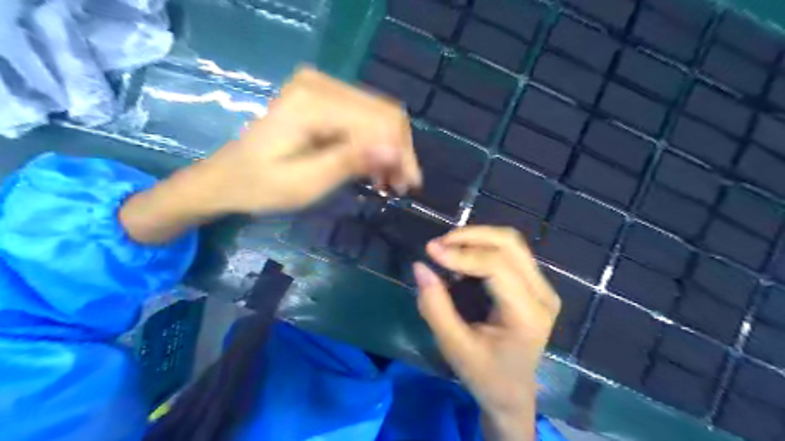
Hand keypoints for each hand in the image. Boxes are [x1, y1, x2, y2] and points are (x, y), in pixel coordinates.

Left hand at [201, 65, 422, 213]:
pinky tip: (374, 166)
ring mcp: (320, 86)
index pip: (378, 120)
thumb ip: (350, 162)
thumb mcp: (306, 183)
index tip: (408, 185)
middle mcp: (320, 84)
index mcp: (312, 103)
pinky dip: (373, 142)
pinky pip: (362, 116)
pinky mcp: (321, 97)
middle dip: (398, 151)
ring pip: (377, 114)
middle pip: (382, 113)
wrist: (226, 178)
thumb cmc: (260, 186)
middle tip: (400, 186)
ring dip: (389, 148)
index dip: (401, 153)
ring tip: (388, 181)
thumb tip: (395, 151)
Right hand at [413, 227, 560, 440]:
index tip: (430, 250)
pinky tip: (463, 256)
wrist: (512, 393)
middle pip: (510, 244)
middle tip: (438, 245)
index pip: (497, 267)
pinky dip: (483, 246)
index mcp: (527, 314)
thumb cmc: (484, 375)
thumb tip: (420, 266)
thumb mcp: (454, 346)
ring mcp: (543, 287)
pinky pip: (510, 252)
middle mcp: (542, 294)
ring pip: (511, 242)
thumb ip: (434, 306)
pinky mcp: (535, 284)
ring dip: (477, 238)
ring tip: (447, 247)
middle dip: (471, 236)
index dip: (462, 254)